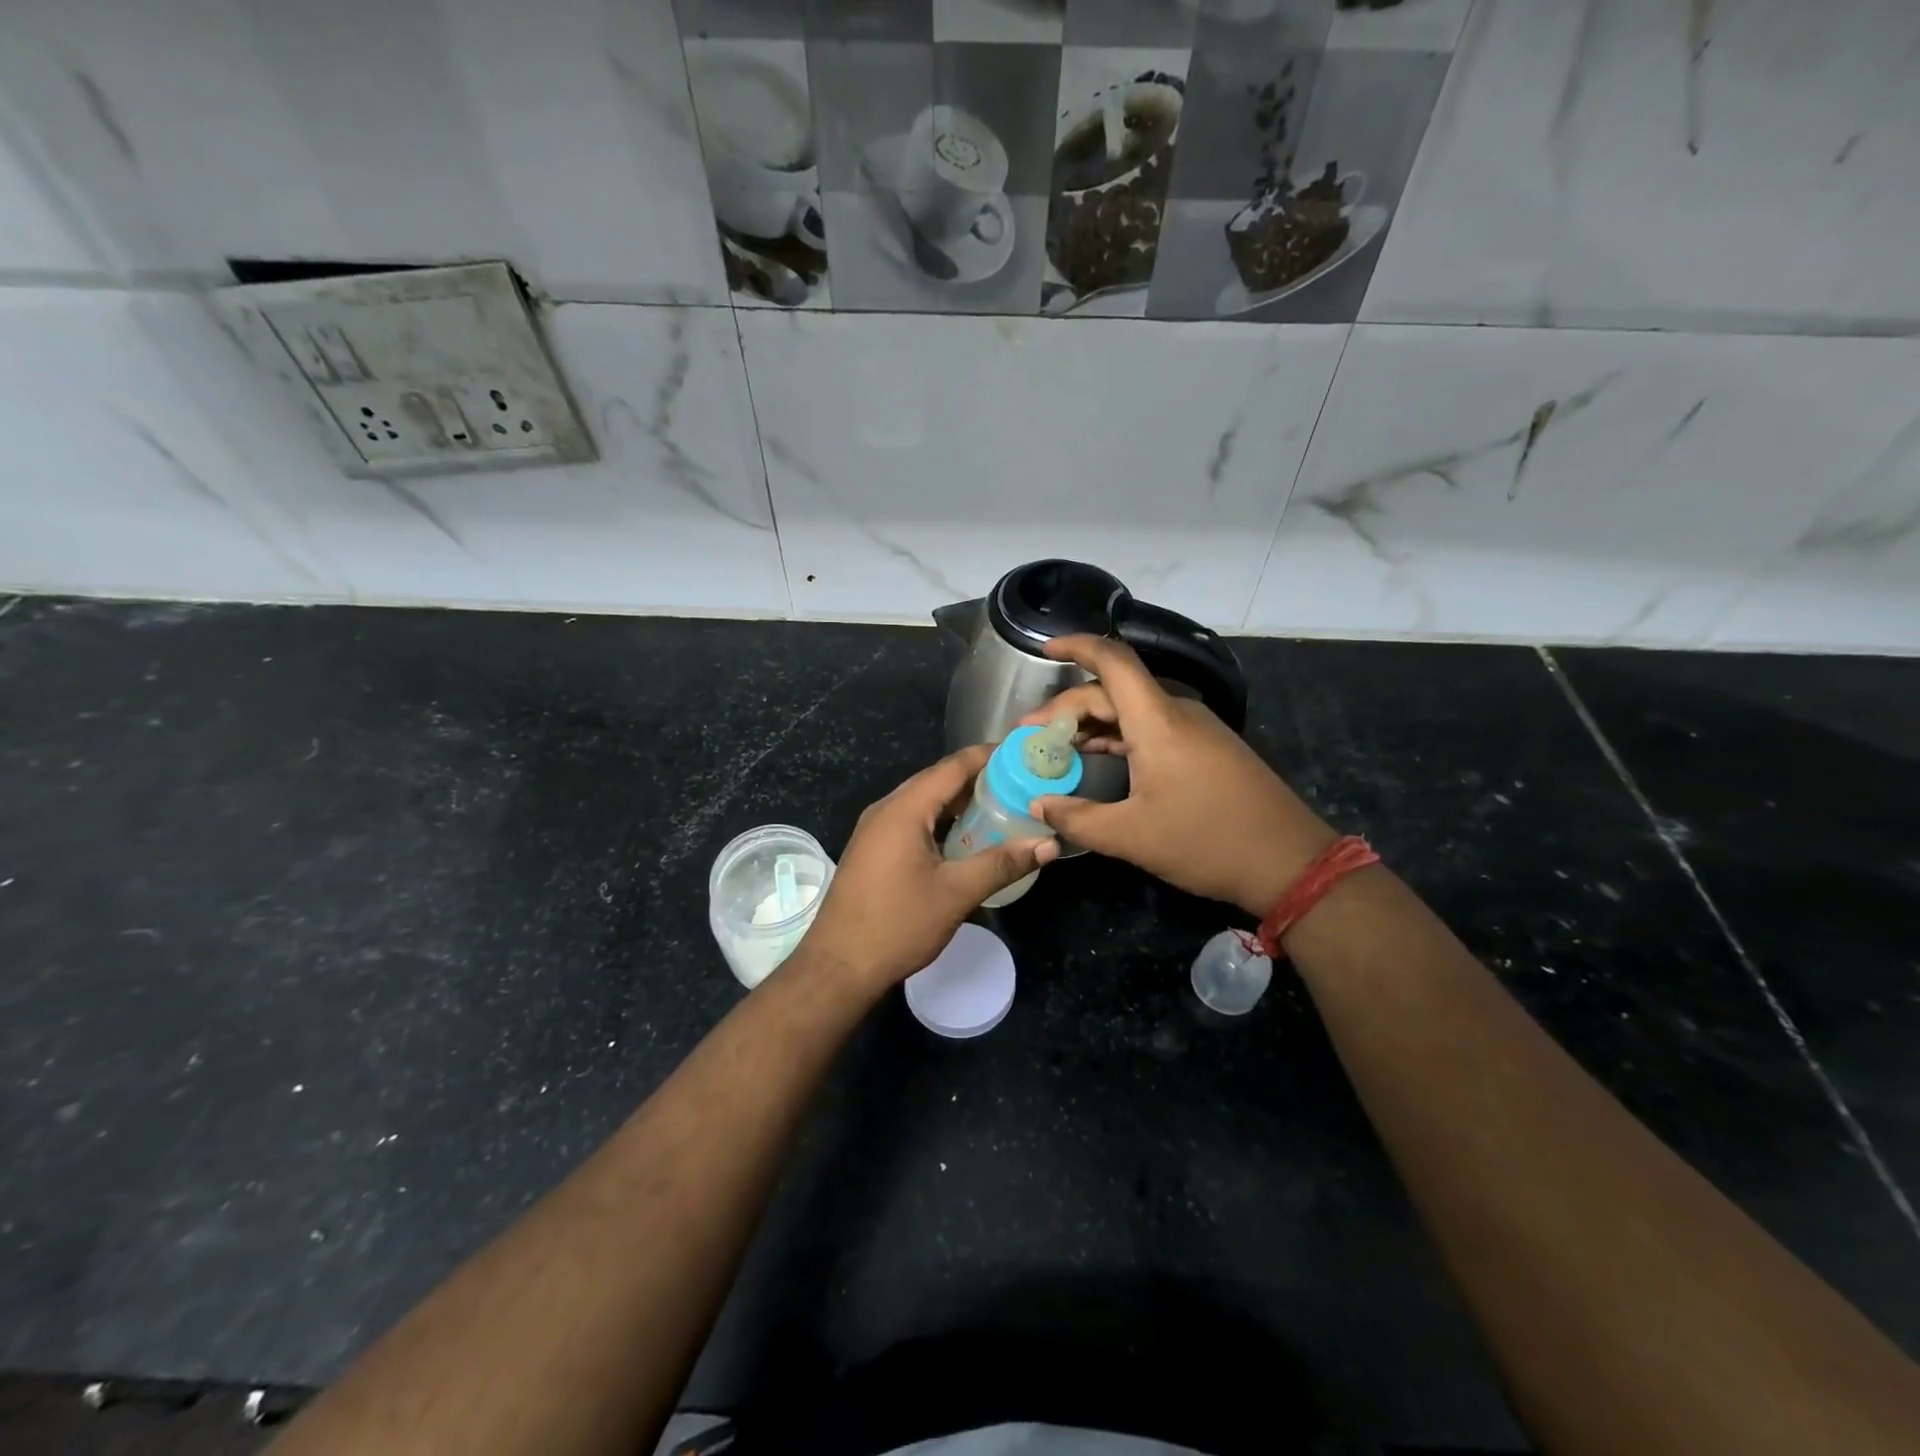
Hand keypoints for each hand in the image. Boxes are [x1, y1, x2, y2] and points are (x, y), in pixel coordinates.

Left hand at [798, 743, 1059, 989]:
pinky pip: (912, 821)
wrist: (838, 966)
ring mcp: (875, 830)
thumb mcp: (956, 893)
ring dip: (960, 801)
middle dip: (979, 778)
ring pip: (924, 802)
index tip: (1023, 754)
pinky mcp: (873, 850)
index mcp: (904, 809)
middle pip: (937, 780)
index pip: (952, 767)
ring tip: (1002, 805)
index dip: (988, 756)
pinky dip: (942, 820)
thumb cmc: (897, 925)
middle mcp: (886, 809)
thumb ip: (1002, 863)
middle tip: (1020, 782)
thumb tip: (1048, 844)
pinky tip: (966, 836)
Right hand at [1018, 635, 1335, 916]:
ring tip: (1056, 747)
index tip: (1043, 650)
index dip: (1076, 646)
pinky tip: (1097, 757)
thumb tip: (1039, 805)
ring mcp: (1195, 730)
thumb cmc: (1206, 841)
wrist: (1289, 862)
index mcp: (1157, 721)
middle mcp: (1176, 713)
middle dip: (1068, 708)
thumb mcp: (1131, 836)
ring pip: (1132, 710)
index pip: (1112, 661)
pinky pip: (1152, 728)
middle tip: (1031, 736)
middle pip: (1113, 690)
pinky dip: (1118, 736)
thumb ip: (1077, 818)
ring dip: (1092, 723)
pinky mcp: (1206, 748)